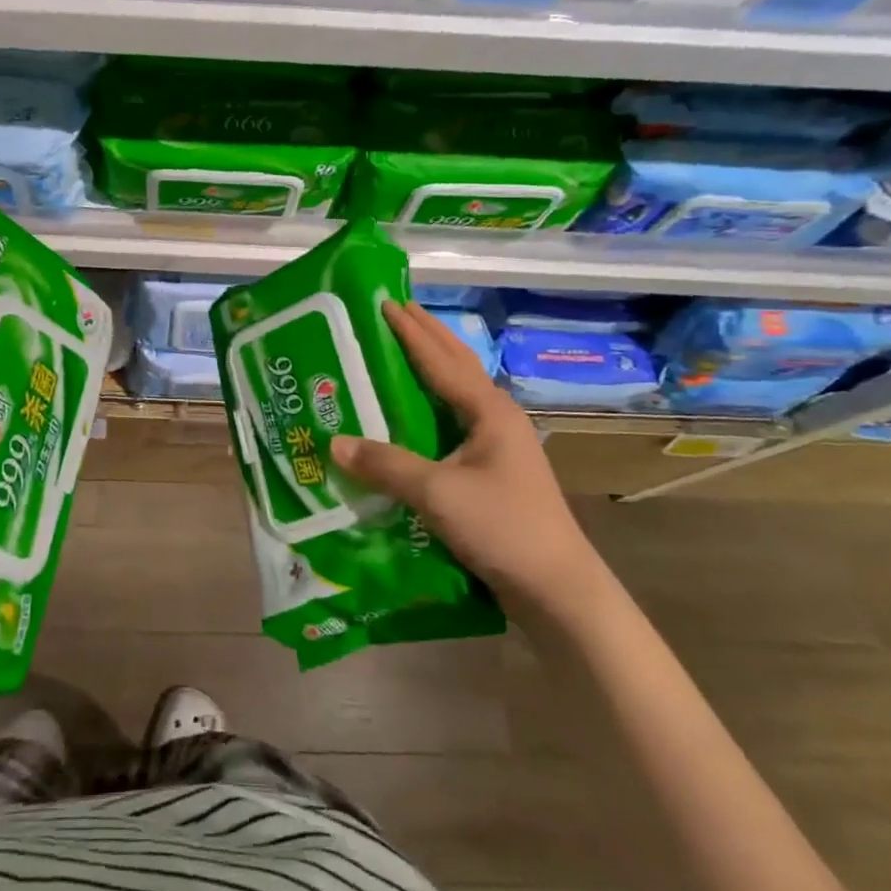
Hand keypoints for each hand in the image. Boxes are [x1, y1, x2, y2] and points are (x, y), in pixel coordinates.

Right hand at [329, 300, 603, 617]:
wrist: (556, 589)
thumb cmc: (503, 528)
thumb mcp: (438, 494)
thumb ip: (386, 465)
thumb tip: (334, 442)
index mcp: (489, 411)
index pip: (441, 360)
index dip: (411, 331)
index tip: (384, 302)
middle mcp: (496, 419)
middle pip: (457, 366)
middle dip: (426, 336)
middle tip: (394, 312)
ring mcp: (498, 445)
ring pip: (456, 393)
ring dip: (429, 368)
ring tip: (398, 352)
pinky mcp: (492, 471)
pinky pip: (453, 424)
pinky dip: (429, 407)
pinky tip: (410, 415)